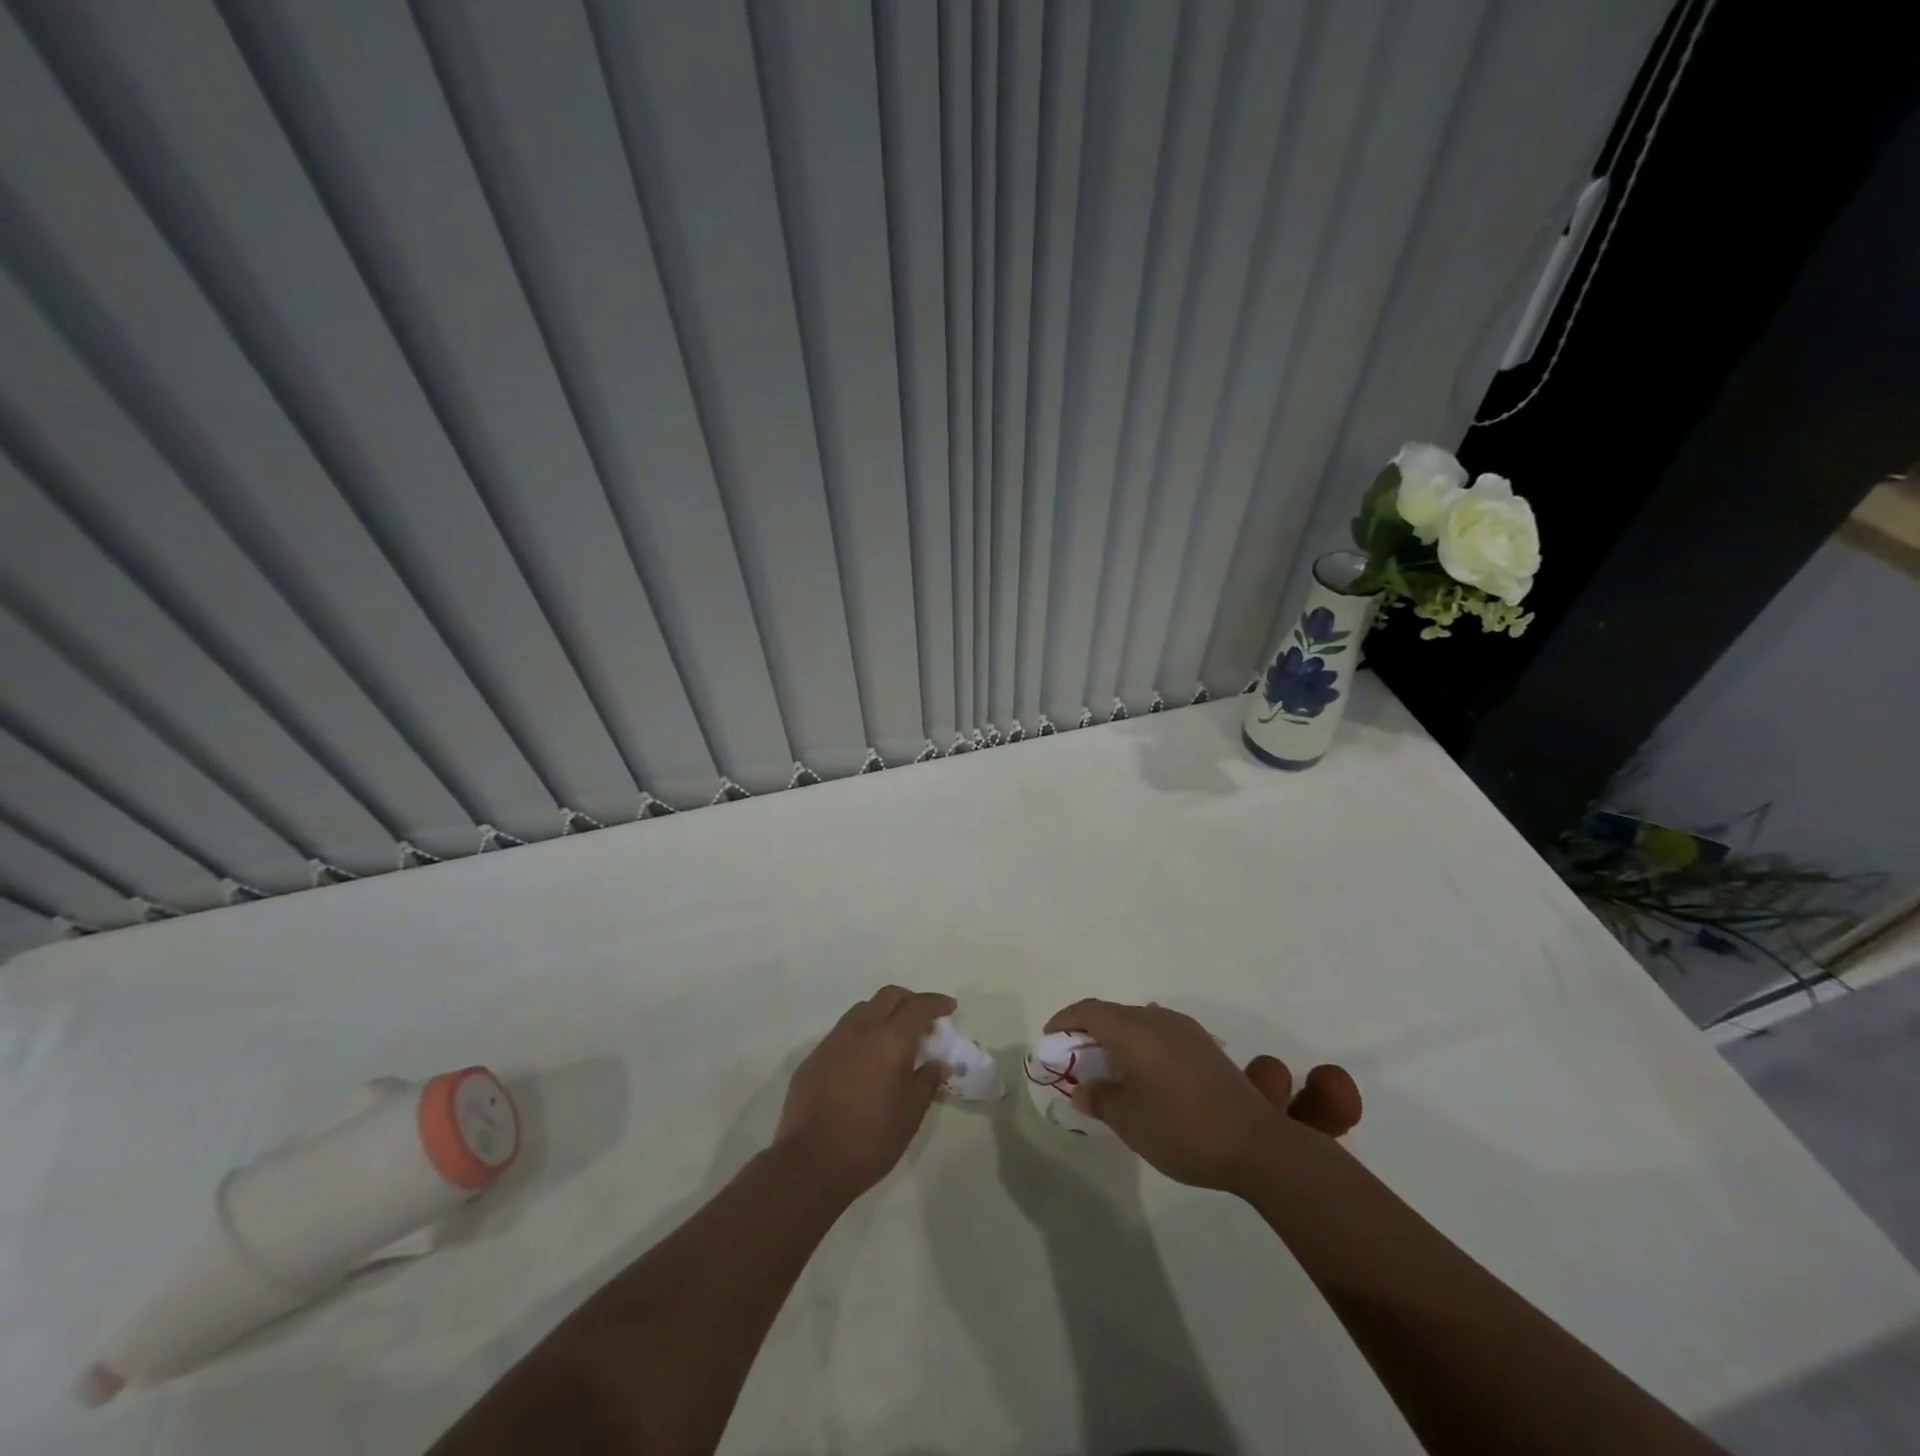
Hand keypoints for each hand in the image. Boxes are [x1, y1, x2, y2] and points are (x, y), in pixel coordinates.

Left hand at [775, 985, 953, 1196]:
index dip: (936, 1002)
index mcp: (890, 1041)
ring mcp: (833, 1041)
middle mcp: (860, 1030)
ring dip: (883, 1013)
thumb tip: (937, 1063)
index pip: (918, 1006)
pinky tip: (864, 1060)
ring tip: (893, 1037)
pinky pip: (843, 1031)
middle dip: (910, 1000)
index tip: (949, 1007)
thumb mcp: (910, 1115)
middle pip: (888, 996)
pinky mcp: (813, 1057)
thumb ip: (927, 1082)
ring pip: (863, 1009)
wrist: (809, 1163)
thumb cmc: (869, 1140)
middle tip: (923, 1019)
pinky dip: (861, 1033)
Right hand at [1044, 1000, 1362, 1193]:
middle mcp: (1157, 1018)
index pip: (1088, 1011)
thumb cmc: (1180, 1128)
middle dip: (1090, 1031)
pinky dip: (1143, 1046)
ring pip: (1139, 1022)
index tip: (1050, 1038)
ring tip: (1110, 1068)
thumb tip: (1083, 1088)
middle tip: (1076, 1060)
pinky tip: (1147, 1075)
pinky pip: (1161, 1034)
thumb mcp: (1128, 1119)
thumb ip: (1099, 1098)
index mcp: (1132, 1029)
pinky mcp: (1206, 1047)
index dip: (1065, 1020)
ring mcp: (1186, 1030)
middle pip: (1113, 1013)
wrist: (1255, 1144)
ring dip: (1119, 1038)